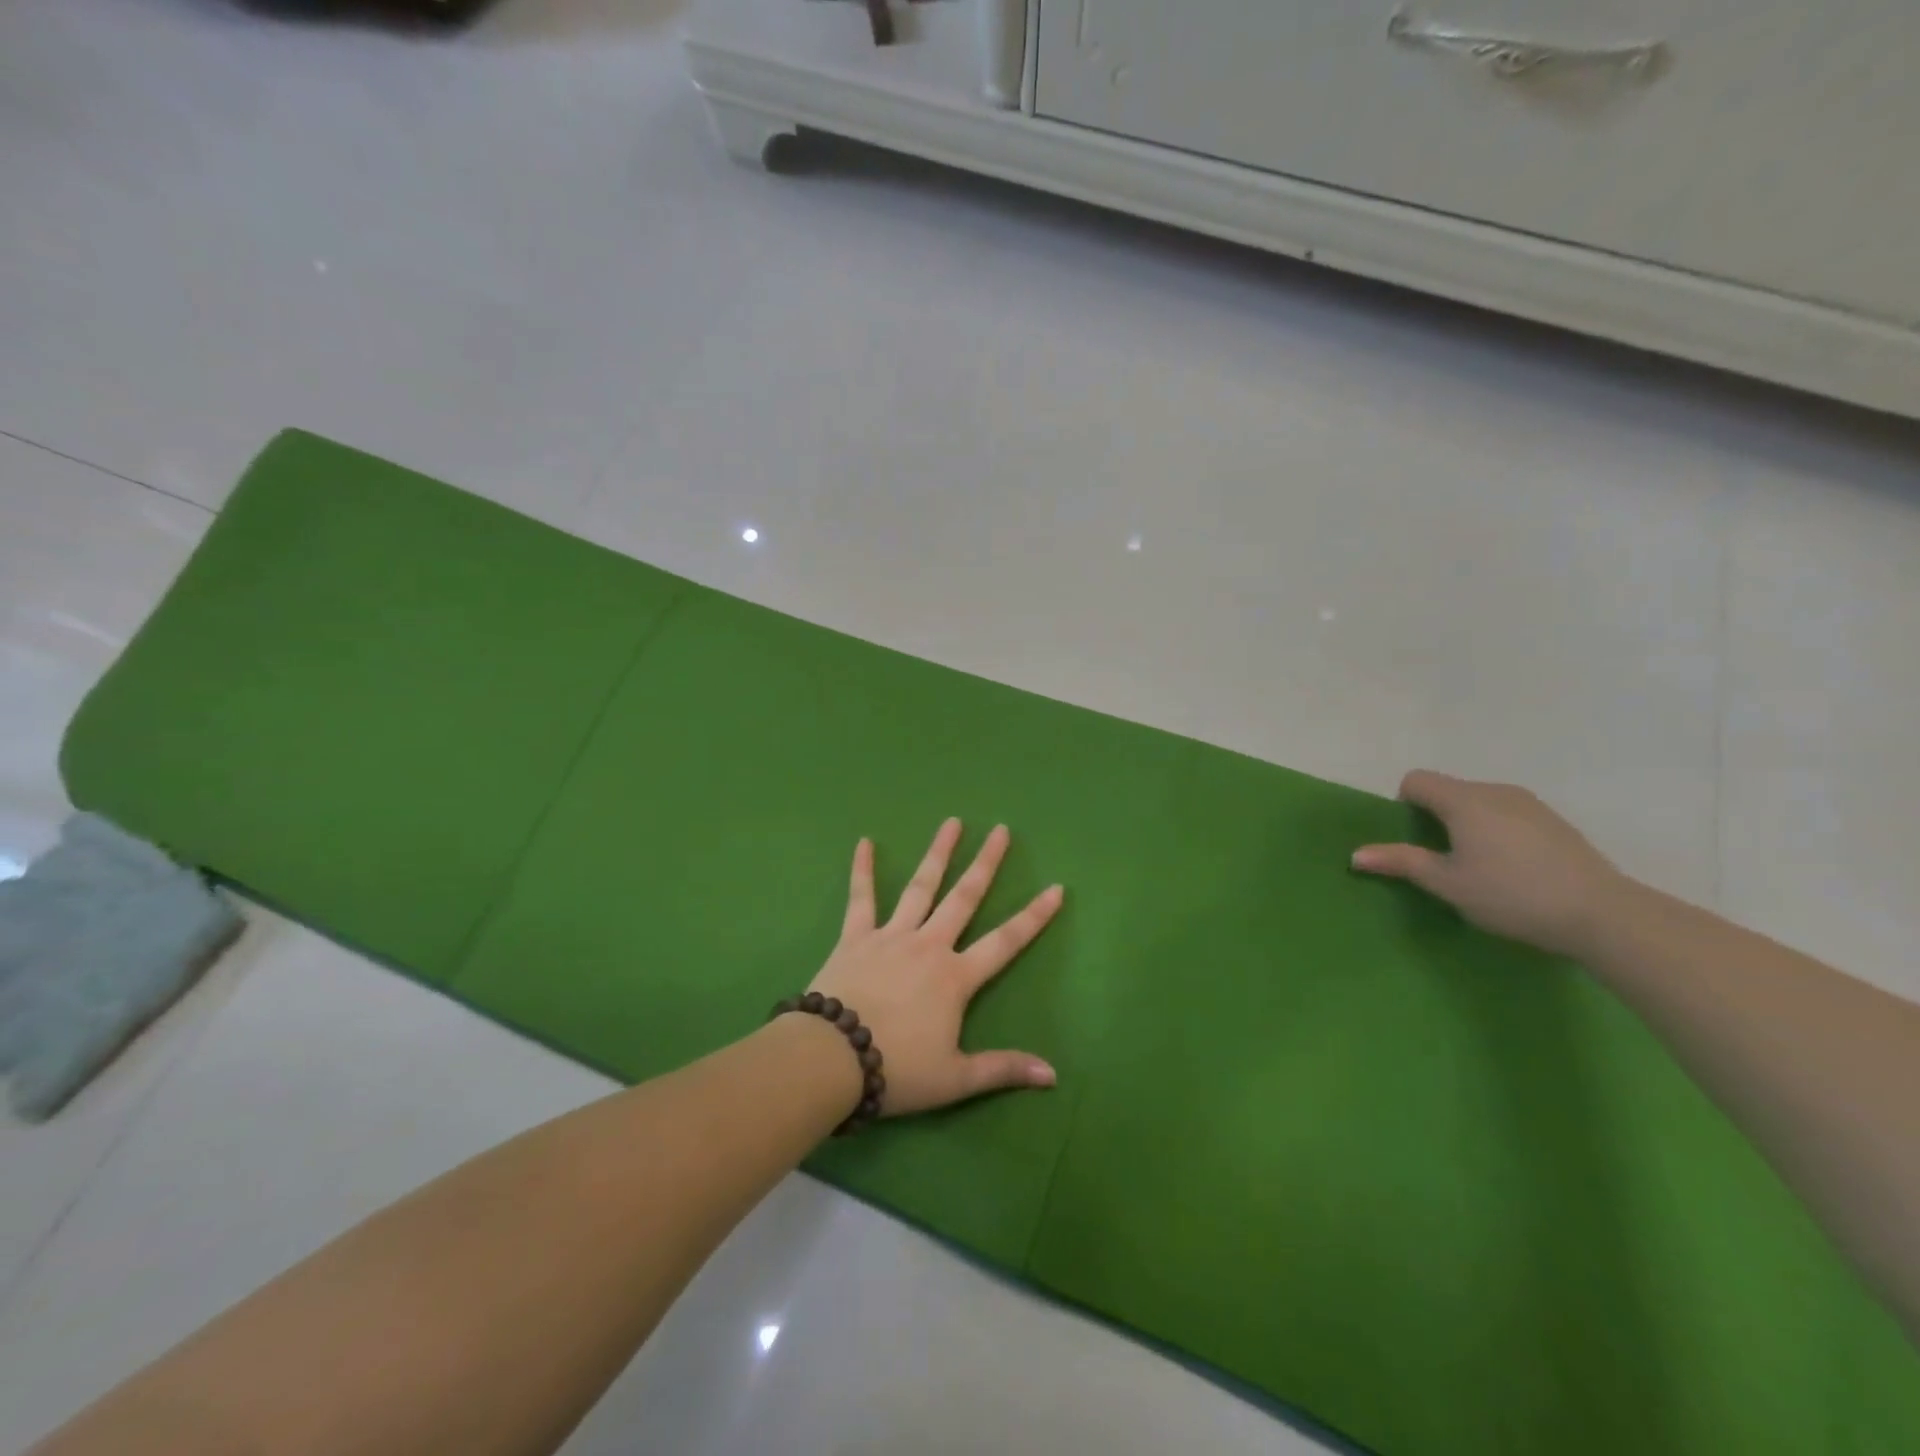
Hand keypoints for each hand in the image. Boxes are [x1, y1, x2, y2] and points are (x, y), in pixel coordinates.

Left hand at [806, 819, 1062, 1116]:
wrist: (832, 1059)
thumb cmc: (898, 1069)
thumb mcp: (956, 1079)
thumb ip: (1003, 1069)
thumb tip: (1053, 1076)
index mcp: (955, 977)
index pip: (1006, 941)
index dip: (1034, 916)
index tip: (1056, 888)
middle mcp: (928, 945)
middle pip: (964, 898)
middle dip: (986, 864)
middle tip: (1000, 830)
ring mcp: (891, 936)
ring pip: (920, 887)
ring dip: (937, 854)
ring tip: (952, 823)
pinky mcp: (855, 937)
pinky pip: (861, 898)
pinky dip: (861, 870)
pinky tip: (863, 842)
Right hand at [1351, 771, 1631, 957]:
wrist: (1603, 914)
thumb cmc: (1511, 895)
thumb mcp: (1448, 884)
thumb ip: (1401, 862)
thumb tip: (1355, 854)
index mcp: (1464, 800)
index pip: (1416, 780)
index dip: (1405, 805)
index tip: (1416, 840)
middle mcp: (1494, 790)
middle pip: (1448, 789)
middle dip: (1435, 816)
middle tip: (1443, 859)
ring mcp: (1529, 803)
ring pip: (1479, 801)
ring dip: (1467, 824)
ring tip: (1479, 866)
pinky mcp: (1554, 820)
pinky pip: (1507, 813)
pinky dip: (1496, 830)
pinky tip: (1513, 868)